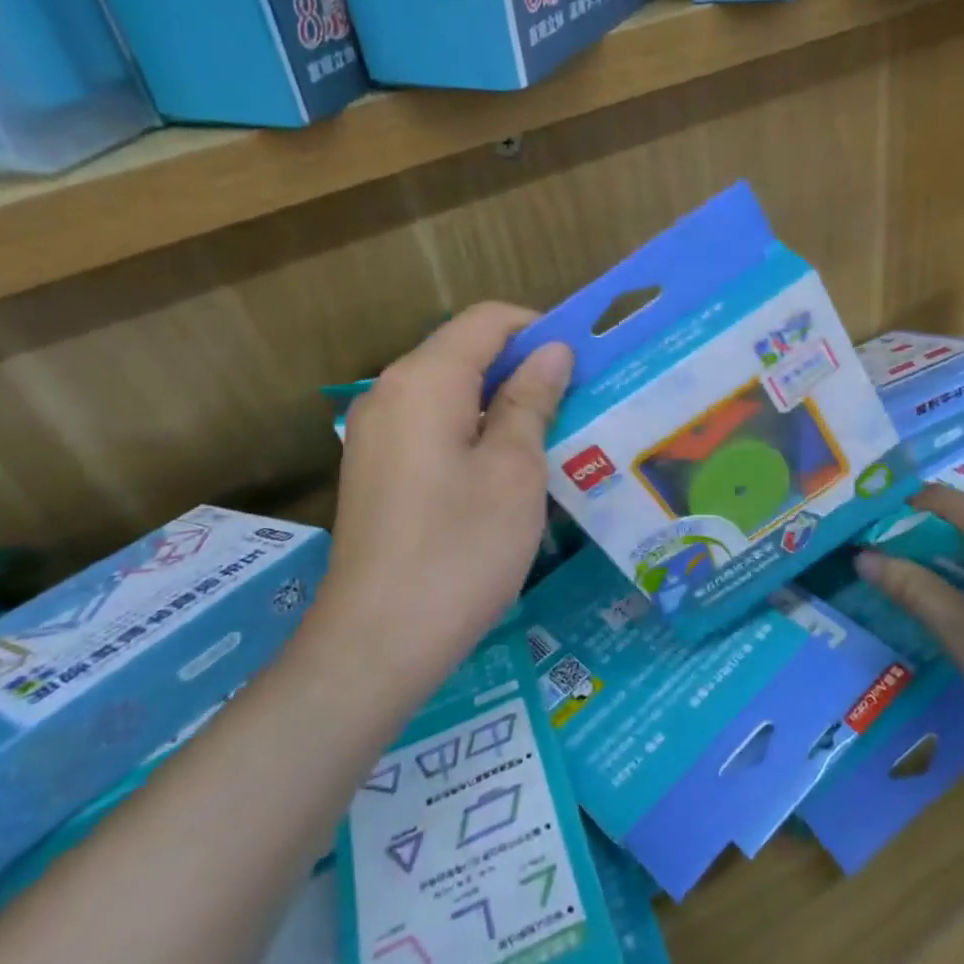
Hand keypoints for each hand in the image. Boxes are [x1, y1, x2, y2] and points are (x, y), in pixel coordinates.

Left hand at [323, 303, 573, 686]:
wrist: (378, 643)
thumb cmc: (461, 548)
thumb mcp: (515, 469)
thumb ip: (532, 399)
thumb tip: (552, 350)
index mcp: (425, 379)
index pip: (489, 320)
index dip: (541, 329)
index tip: (586, 363)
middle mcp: (391, 392)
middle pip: (467, 352)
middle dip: (526, 368)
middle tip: (581, 403)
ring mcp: (377, 433)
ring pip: (453, 392)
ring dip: (505, 403)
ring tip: (555, 438)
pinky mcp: (377, 470)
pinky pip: (434, 427)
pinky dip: (476, 432)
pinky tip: (509, 471)